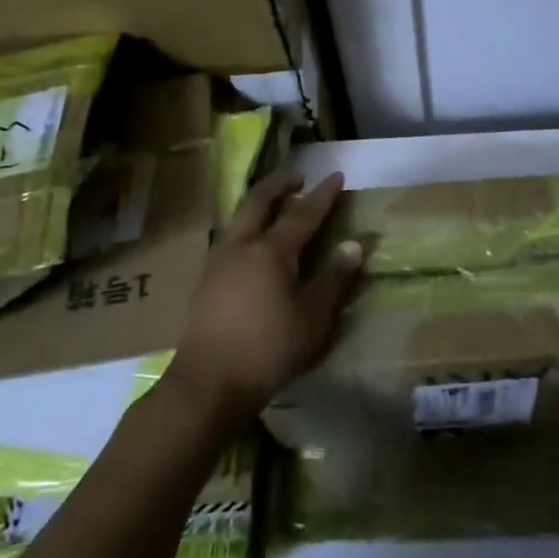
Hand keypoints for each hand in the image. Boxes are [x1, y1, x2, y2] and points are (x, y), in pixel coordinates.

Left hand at [165, 168, 362, 426]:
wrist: (209, 382)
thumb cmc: (269, 348)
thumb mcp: (313, 317)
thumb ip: (333, 278)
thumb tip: (354, 244)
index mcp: (272, 250)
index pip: (303, 213)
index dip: (322, 194)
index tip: (337, 175)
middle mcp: (242, 245)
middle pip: (258, 201)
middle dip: (279, 183)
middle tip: (298, 175)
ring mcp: (218, 261)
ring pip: (238, 217)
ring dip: (259, 202)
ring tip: (274, 203)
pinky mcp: (205, 280)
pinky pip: (229, 236)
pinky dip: (245, 225)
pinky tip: (250, 241)